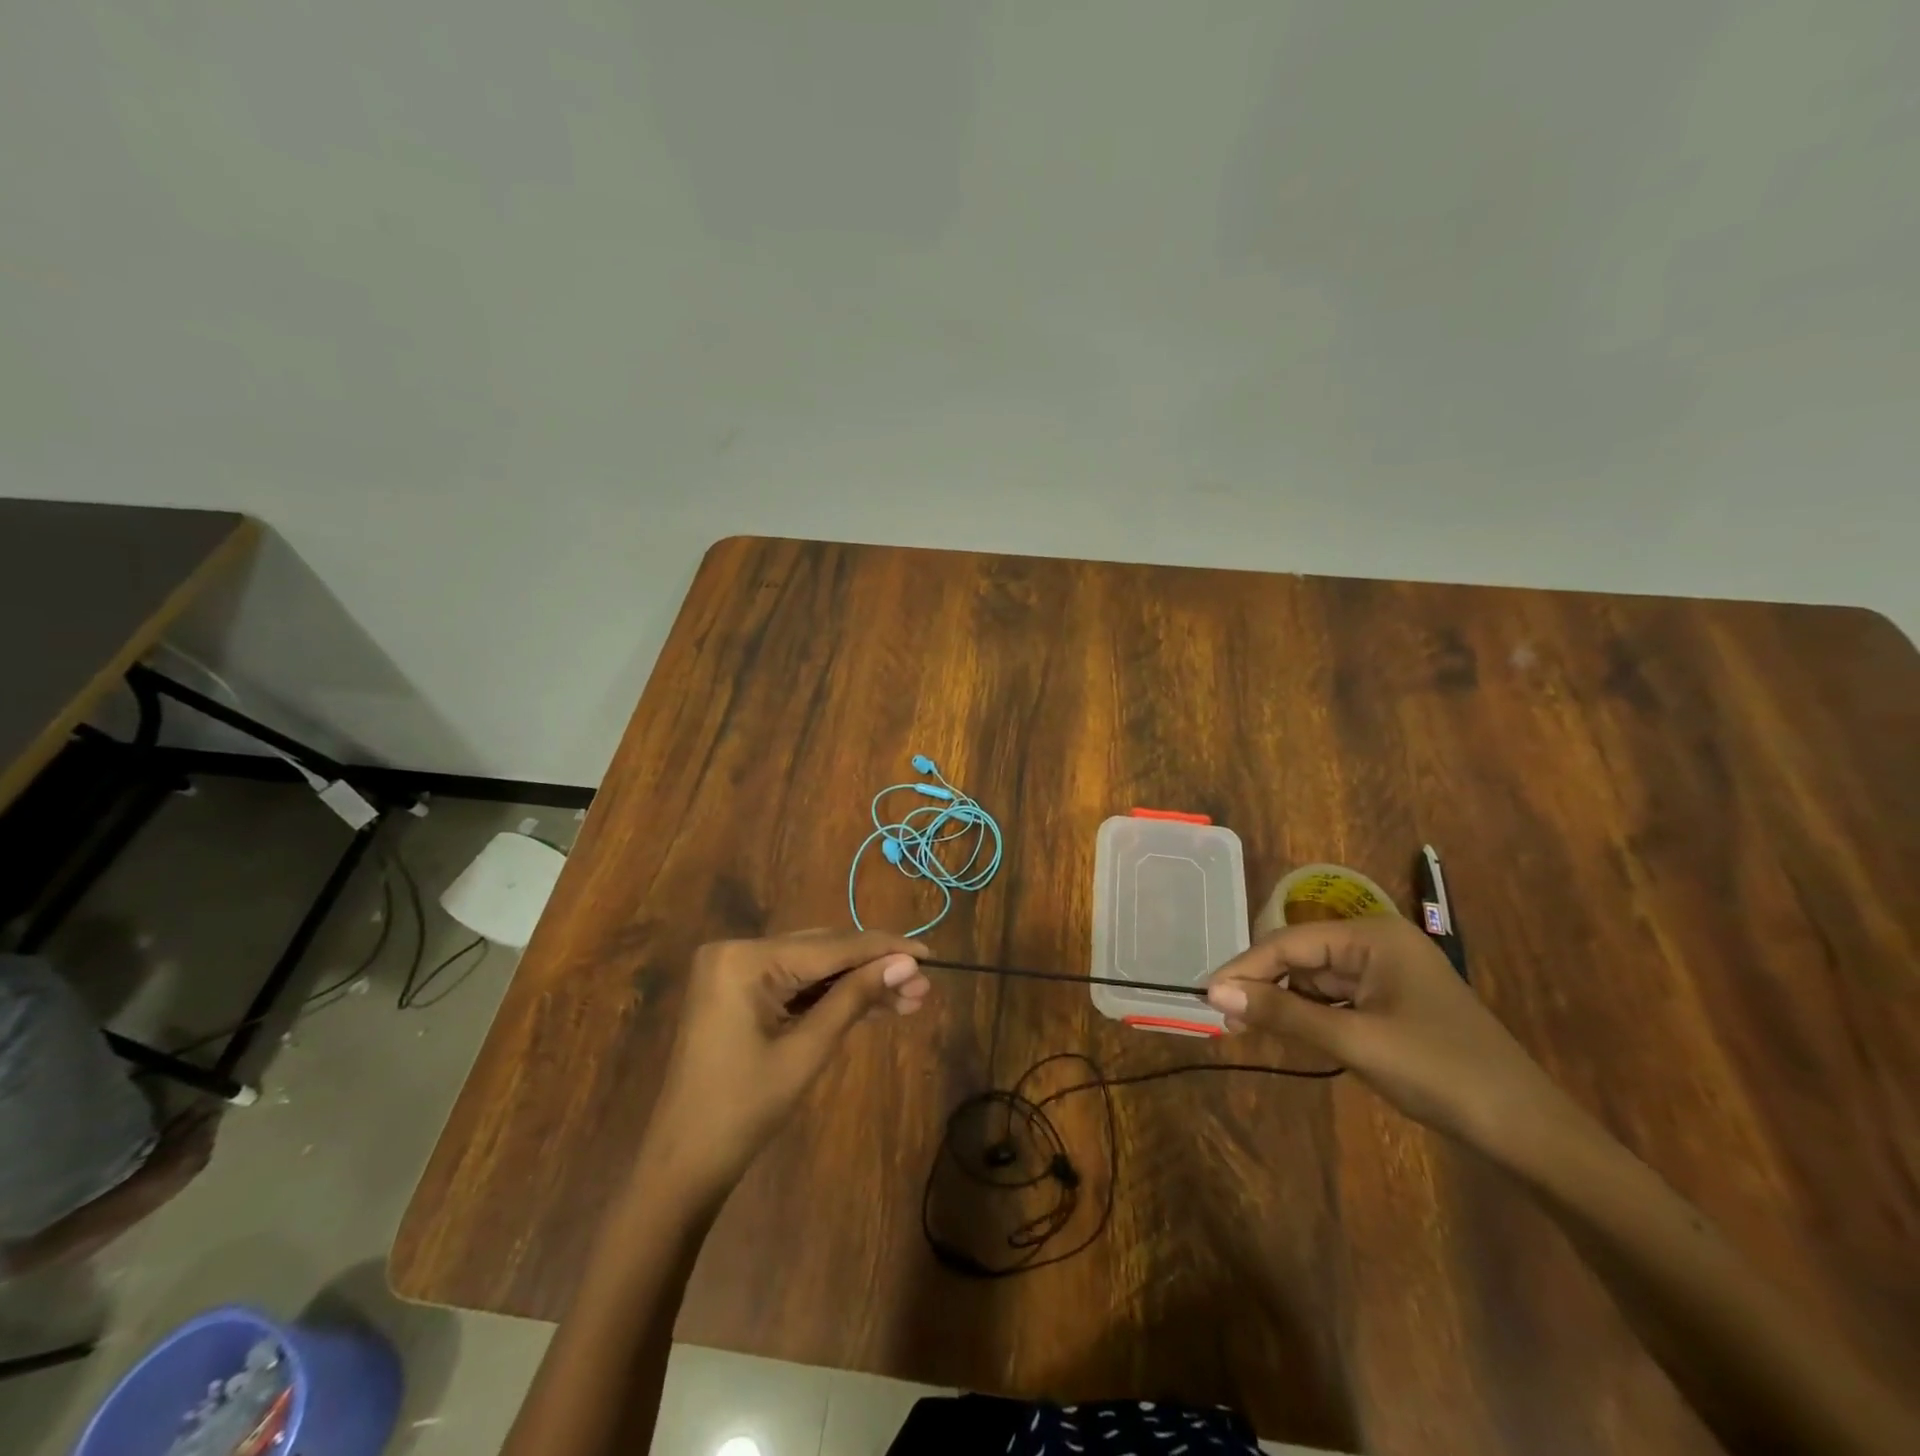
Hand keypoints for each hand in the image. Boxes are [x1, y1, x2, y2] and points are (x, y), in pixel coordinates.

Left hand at [641, 930, 930, 1197]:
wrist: (683, 1165)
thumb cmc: (744, 1110)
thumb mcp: (807, 1051)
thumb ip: (855, 998)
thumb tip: (908, 964)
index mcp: (745, 958)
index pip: (831, 946)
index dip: (884, 949)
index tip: (930, 955)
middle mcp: (737, 951)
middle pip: (823, 952)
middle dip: (874, 969)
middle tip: (923, 985)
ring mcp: (735, 971)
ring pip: (813, 968)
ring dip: (857, 984)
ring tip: (910, 999)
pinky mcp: (738, 992)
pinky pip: (794, 985)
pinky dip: (830, 997)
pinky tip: (873, 1005)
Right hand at [1206, 915, 1571, 1151]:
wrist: (1530, 1133)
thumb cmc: (1441, 1073)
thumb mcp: (1354, 1041)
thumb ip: (1283, 1014)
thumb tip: (1214, 994)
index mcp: (1373, 936)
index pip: (1289, 942)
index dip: (1245, 968)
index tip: (1206, 995)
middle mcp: (1378, 944)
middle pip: (1301, 957)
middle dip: (1262, 985)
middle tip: (1223, 1019)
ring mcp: (1388, 975)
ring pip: (1316, 979)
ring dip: (1282, 1002)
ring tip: (1245, 1029)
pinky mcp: (1394, 1005)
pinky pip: (1337, 1000)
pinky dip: (1309, 1016)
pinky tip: (1287, 1033)